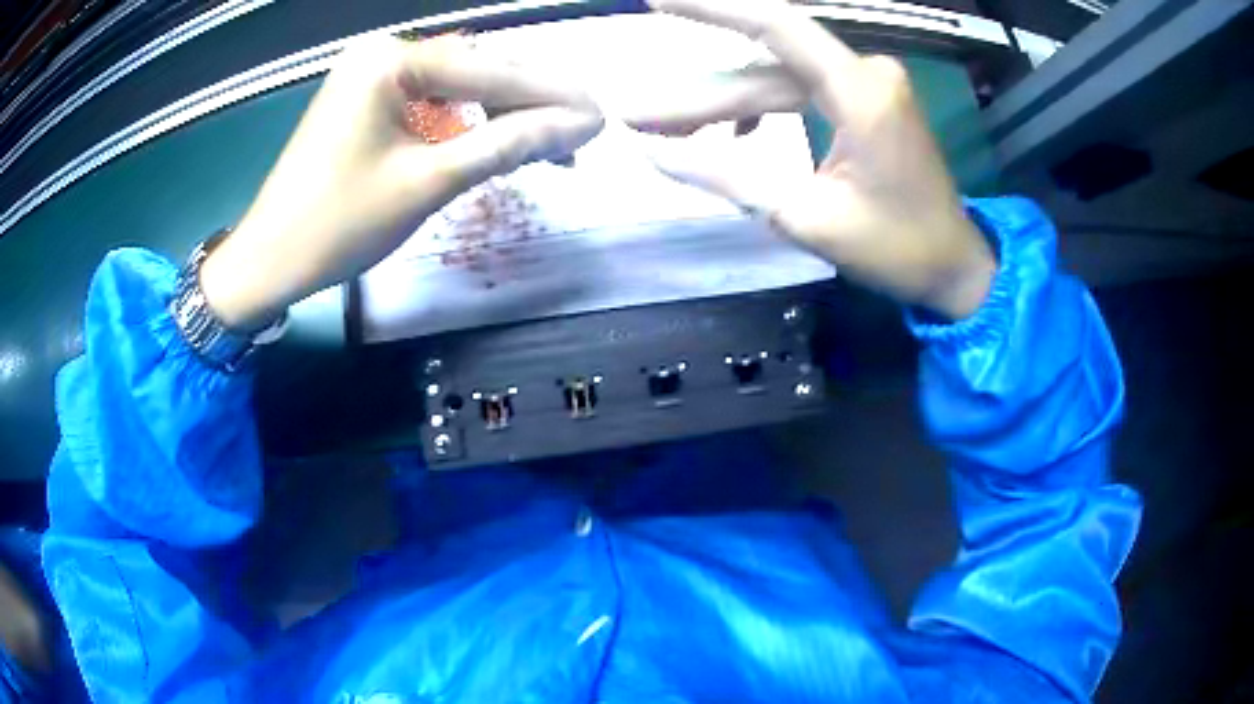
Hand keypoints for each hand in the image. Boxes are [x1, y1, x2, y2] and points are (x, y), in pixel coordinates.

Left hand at [201, 35, 603, 330]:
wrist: (270, 259)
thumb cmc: (339, 224)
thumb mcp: (430, 182)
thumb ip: (508, 144)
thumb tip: (580, 125)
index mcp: (391, 61)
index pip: (491, 70)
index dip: (551, 96)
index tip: (601, 118)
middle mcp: (384, 53)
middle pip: (478, 71)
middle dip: (531, 104)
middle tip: (584, 134)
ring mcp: (374, 74)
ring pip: (460, 87)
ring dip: (504, 115)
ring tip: (551, 146)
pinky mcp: (369, 98)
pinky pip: (434, 102)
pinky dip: (468, 123)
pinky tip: (498, 142)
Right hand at [626, 0, 995, 320]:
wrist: (954, 266)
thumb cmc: (897, 248)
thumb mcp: (808, 218)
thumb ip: (730, 178)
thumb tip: (652, 153)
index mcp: (861, 91)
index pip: (775, 25)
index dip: (711, 6)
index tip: (655, 1)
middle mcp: (864, 74)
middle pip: (764, 70)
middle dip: (699, 96)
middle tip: (636, 118)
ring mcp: (866, 86)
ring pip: (776, 84)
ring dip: (722, 108)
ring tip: (662, 131)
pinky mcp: (865, 103)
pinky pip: (798, 95)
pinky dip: (760, 114)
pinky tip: (728, 139)